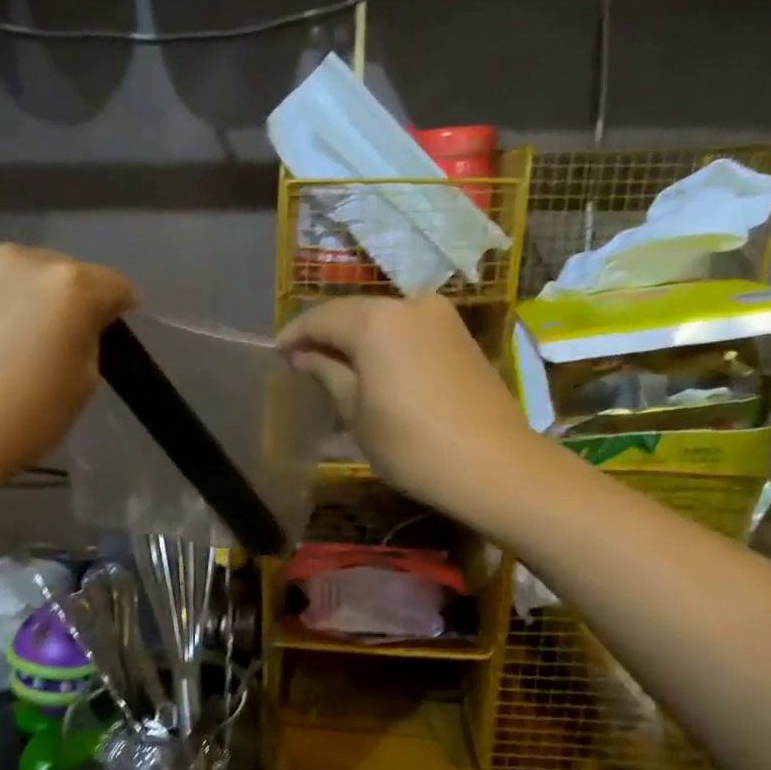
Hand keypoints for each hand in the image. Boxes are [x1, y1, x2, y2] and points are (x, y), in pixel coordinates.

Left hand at [0, 244, 133, 484]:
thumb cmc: (27, 414)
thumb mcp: (85, 381)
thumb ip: (90, 337)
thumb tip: (81, 322)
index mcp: (68, 283)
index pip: (115, 285)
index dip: (122, 310)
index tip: (116, 336)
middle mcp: (23, 259)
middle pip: (68, 272)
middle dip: (76, 299)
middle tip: (69, 340)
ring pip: (27, 277)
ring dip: (36, 300)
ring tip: (27, 341)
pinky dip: (3, 307)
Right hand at [277, 295, 536, 519]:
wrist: (494, 465)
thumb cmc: (412, 445)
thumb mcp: (356, 413)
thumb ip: (326, 373)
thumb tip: (302, 355)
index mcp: (376, 321)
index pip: (321, 317)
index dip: (295, 334)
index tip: (276, 353)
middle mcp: (409, 304)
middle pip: (354, 312)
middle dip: (326, 334)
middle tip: (302, 360)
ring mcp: (441, 317)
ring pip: (383, 319)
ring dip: (356, 338)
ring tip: (335, 366)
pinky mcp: (460, 335)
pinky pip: (409, 330)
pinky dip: (385, 343)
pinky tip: (374, 368)